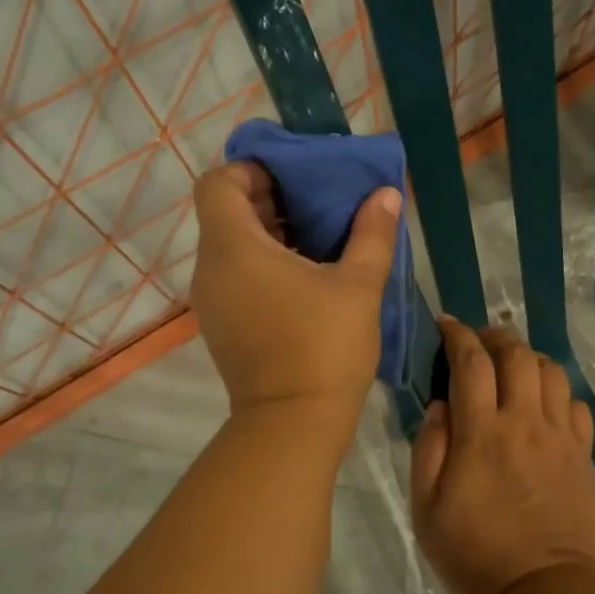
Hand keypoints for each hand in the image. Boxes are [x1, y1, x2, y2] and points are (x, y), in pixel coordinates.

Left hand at [189, 161, 400, 424]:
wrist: (293, 423)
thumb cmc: (324, 347)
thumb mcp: (358, 285)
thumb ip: (371, 233)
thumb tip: (385, 194)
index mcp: (234, 248)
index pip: (218, 183)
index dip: (251, 170)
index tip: (293, 179)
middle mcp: (210, 269)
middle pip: (224, 212)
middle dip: (268, 199)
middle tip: (316, 203)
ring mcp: (211, 301)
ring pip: (230, 245)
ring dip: (268, 232)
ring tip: (316, 238)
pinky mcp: (220, 325)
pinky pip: (234, 274)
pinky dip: (261, 263)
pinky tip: (304, 276)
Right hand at [410, 318, 594, 593]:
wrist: (547, 592)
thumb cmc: (476, 554)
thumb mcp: (427, 509)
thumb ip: (429, 450)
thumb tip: (439, 405)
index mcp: (481, 433)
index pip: (471, 362)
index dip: (457, 335)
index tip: (445, 324)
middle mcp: (524, 422)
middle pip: (517, 355)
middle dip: (495, 336)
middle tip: (479, 340)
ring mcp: (560, 437)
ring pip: (552, 372)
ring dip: (529, 358)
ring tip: (512, 366)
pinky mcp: (583, 456)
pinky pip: (577, 406)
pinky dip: (559, 393)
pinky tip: (545, 405)